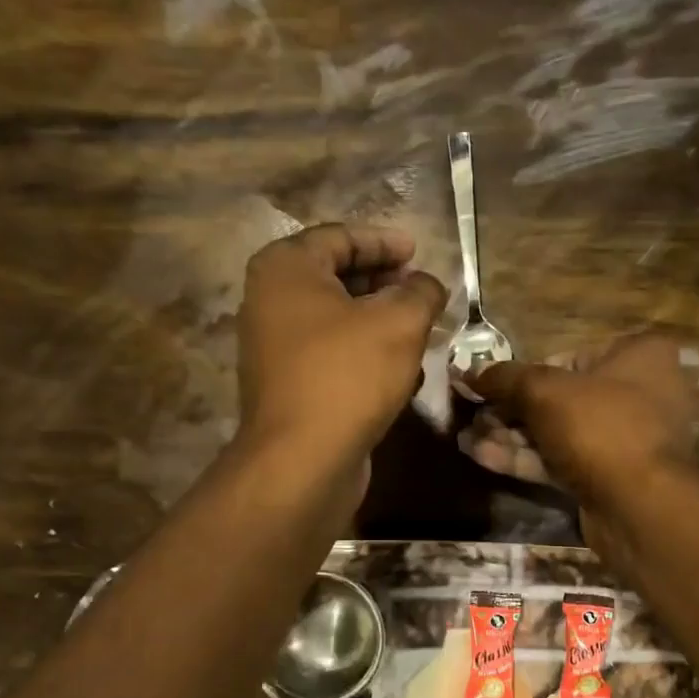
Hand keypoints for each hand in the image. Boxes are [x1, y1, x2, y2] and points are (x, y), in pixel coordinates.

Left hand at [235, 223, 447, 464]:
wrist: (303, 460)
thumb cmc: (348, 376)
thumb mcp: (400, 323)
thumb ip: (421, 293)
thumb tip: (428, 285)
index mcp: (286, 269)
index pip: (340, 237)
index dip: (384, 242)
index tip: (419, 251)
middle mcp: (270, 301)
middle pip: (335, 277)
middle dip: (384, 282)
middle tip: (421, 290)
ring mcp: (274, 347)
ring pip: (336, 320)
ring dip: (378, 321)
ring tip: (419, 329)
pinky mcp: (288, 386)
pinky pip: (331, 355)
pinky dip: (364, 353)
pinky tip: (400, 370)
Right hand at [463, 334, 697, 563]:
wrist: (638, 505)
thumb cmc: (599, 426)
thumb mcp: (543, 391)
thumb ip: (504, 378)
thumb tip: (468, 371)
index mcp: (639, 355)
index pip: (567, 357)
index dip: (522, 374)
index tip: (486, 386)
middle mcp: (640, 393)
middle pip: (560, 397)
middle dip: (510, 410)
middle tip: (471, 416)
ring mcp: (626, 440)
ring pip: (559, 433)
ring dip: (511, 436)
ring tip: (465, 438)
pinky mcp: (610, 477)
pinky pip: (563, 461)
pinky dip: (526, 459)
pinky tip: (482, 458)